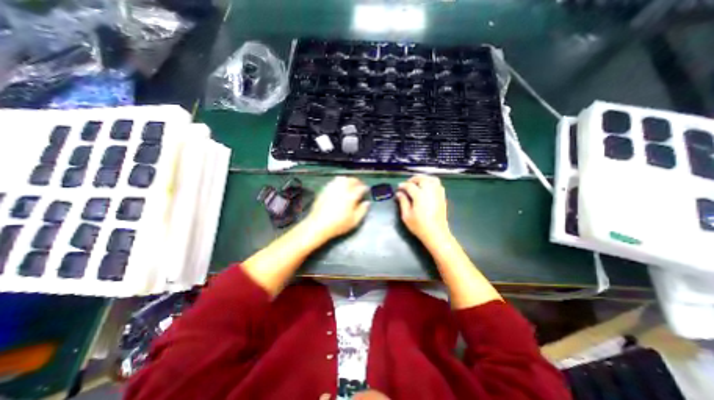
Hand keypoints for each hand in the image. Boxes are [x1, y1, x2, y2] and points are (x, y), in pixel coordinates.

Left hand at [303, 176, 369, 241]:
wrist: (318, 225)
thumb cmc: (338, 225)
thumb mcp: (354, 221)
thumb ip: (362, 210)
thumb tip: (367, 203)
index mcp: (350, 197)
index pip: (360, 188)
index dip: (365, 188)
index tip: (366, 190)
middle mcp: (342, 190)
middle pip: (351, 180)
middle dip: (357, 181)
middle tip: (359, 185)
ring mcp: (332, 189)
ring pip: (341, 179)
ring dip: (347, 179)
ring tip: (350, 183)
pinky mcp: (324, 191)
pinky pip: (333, 182)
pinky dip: (338, 182)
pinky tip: (339, 187)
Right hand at [393, 174, 447, 245]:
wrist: (436, 234)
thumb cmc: (419, 226)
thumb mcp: (406, 215)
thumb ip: (403, 202)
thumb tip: (399, 193)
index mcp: (419, 196)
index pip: (410, 186)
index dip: (403, 185)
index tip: (398, 188)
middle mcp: (430, 192)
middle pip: (422, 179)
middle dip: (413, 179)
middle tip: (407, 184)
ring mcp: (438, 194)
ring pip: (432, 179)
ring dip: (423, 179)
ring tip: (417, 183)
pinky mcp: (442, 197)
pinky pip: (438, 185)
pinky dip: (431, 183)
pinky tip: (426, 188)